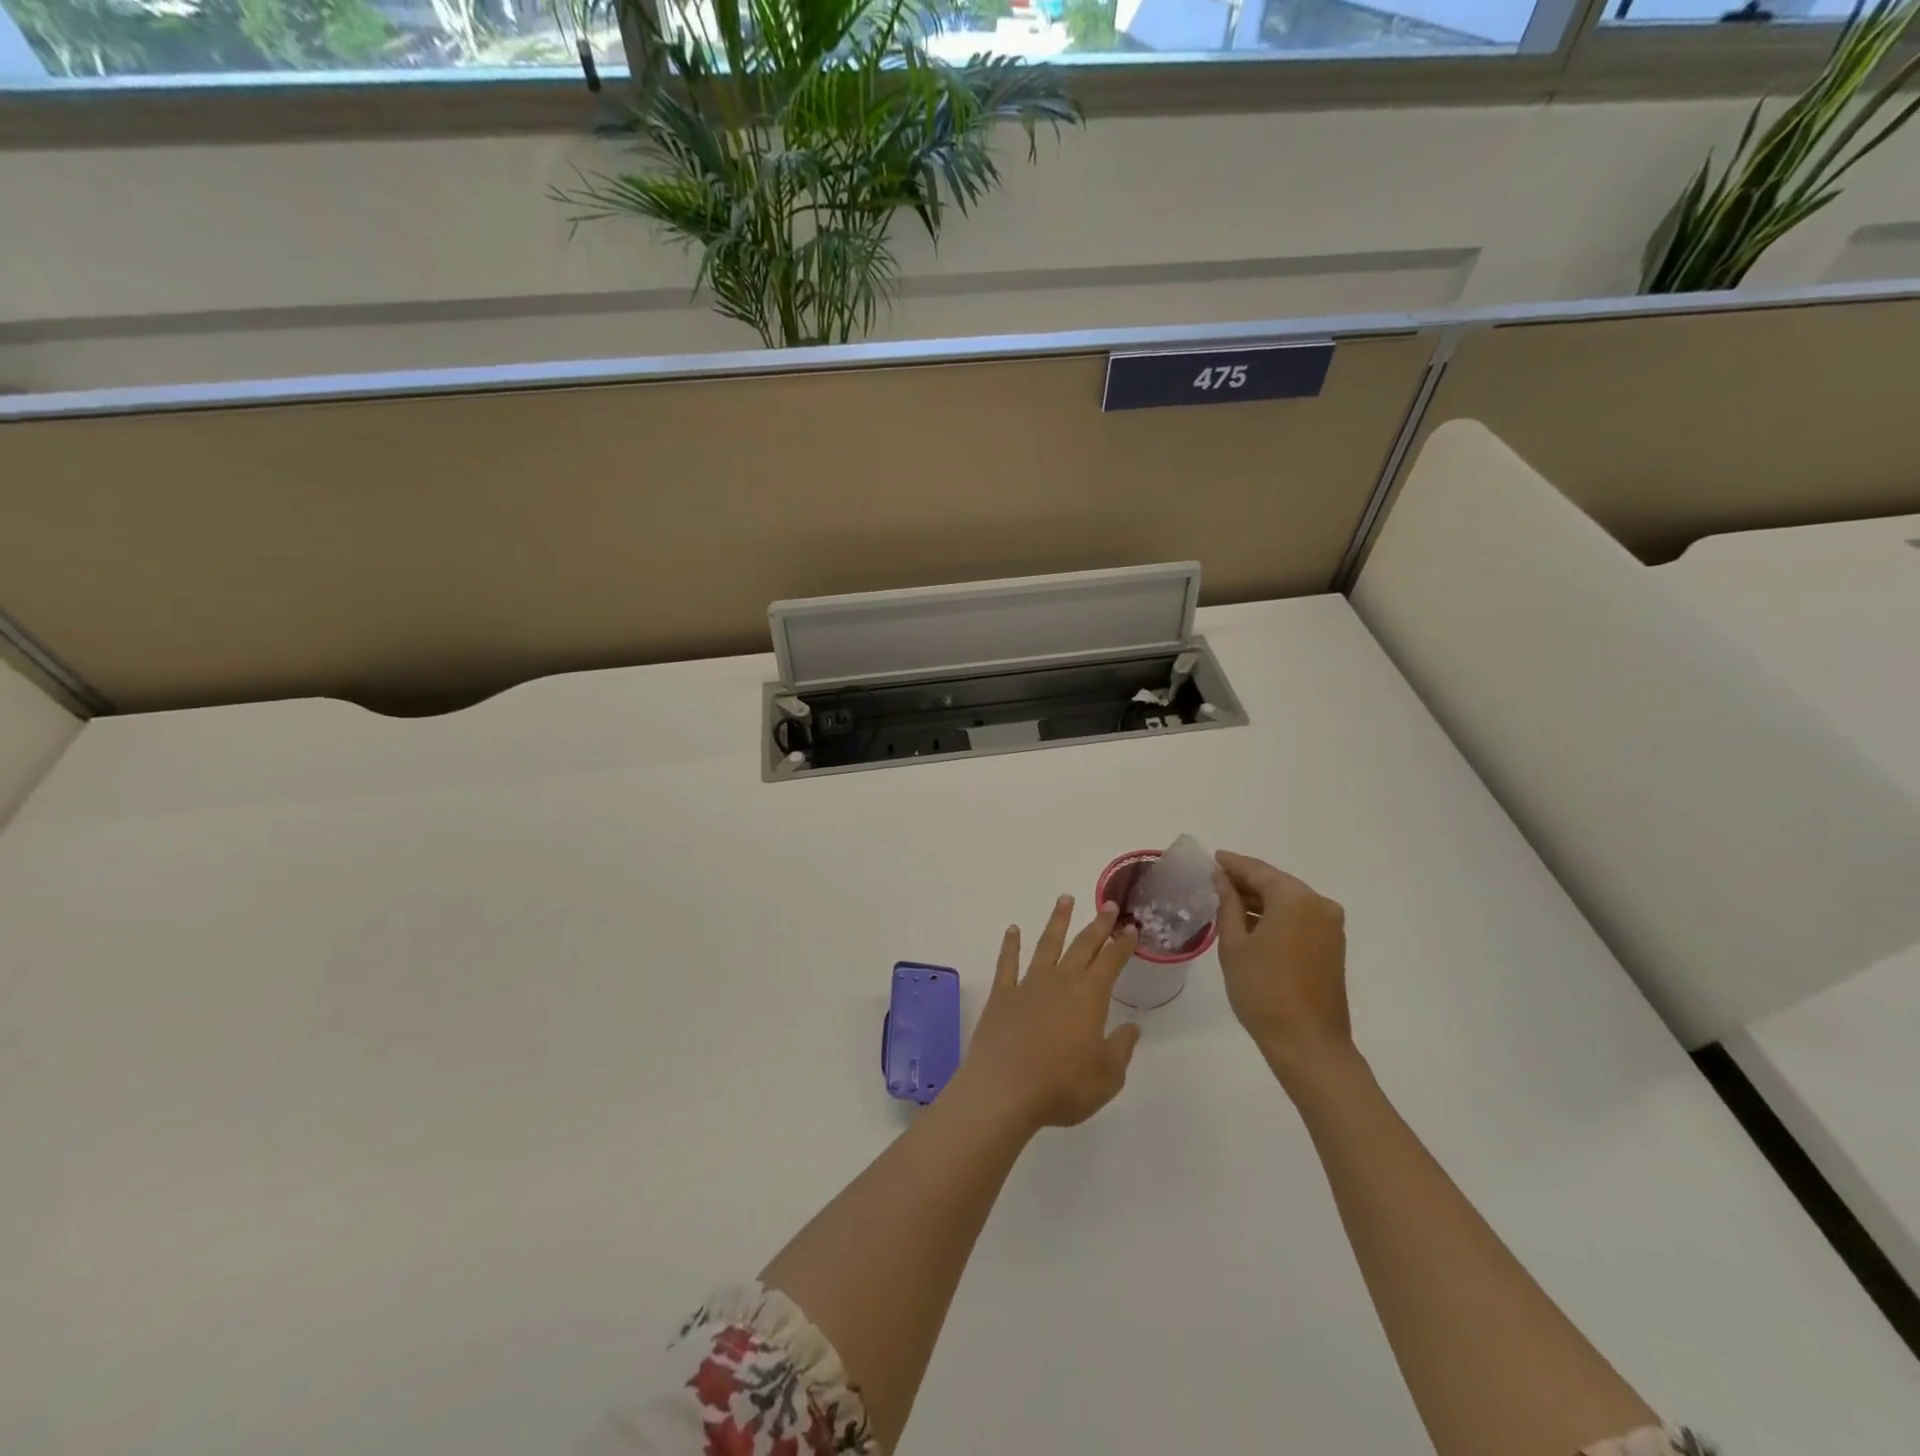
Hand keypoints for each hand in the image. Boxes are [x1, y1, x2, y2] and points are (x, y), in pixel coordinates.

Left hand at [957, 896, 1141, 1132]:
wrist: (1004, 1090)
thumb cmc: (1062, 1086)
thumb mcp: (1107, 1076)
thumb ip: (1120, 1048)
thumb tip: (1132, 1027)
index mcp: (1089, 997)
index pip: (1111, 962)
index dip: (1123, 944)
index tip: (1131, 928)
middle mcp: (1061, 981)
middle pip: (1082, 945)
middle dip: (1098, 924)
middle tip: (1107, 904)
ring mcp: (1028, 984)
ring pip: (1047, 944)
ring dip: (1057, 921)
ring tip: (1065, 899)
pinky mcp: (1001, 994)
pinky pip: (1007, 962)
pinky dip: (1010, 944)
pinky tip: (1012, 930)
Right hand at [1212, 851, 1353, 1085]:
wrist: (1308, 1044)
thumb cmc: (1263, 990)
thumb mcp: (1235, 943)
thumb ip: (1227, 904)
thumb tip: (1221, 878)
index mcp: (1295, 898)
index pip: (1257, 870)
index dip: (1232, 864)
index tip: (1211, 858)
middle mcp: (1319, 904)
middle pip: (1276, 883)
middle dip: (1245, 882)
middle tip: (1214, 881)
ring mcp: (1330, 926)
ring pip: (1288, 902)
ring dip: (1260, 901)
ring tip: (1226, 902)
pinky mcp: (1332, 946)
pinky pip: (1299, 919)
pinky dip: (1275, 916)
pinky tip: (1251, 923)